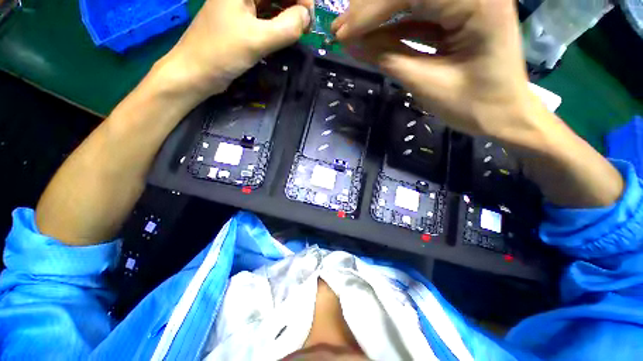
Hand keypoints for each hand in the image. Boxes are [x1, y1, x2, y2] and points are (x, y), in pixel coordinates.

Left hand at [156, 0, 311, 104]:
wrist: (196, 71)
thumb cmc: (222, 53)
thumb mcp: (258, 40)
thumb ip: (287, 27)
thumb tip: (306, 17)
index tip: (309, 19)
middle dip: (296, 4)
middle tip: (306, 28)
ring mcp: (241, 3)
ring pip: (273, 1)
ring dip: (289, 13)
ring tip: (299, 32)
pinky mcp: (242, 18)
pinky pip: (266, 14)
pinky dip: (279, 22)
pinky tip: (285, 33)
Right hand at [332, 0, 544, 144]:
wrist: (504, 114)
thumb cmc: (473, 105)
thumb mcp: (426, 83)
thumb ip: (387, 59)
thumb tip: (350, 45)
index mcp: (479, 3)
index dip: (371, 11)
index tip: (341, 33)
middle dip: (371, 8)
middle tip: (341, 31)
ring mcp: (466, 0)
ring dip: (379, 16)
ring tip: (351, 35)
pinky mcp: (458, 13)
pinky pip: (419, 13)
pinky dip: (393, 26)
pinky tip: (373, 39)